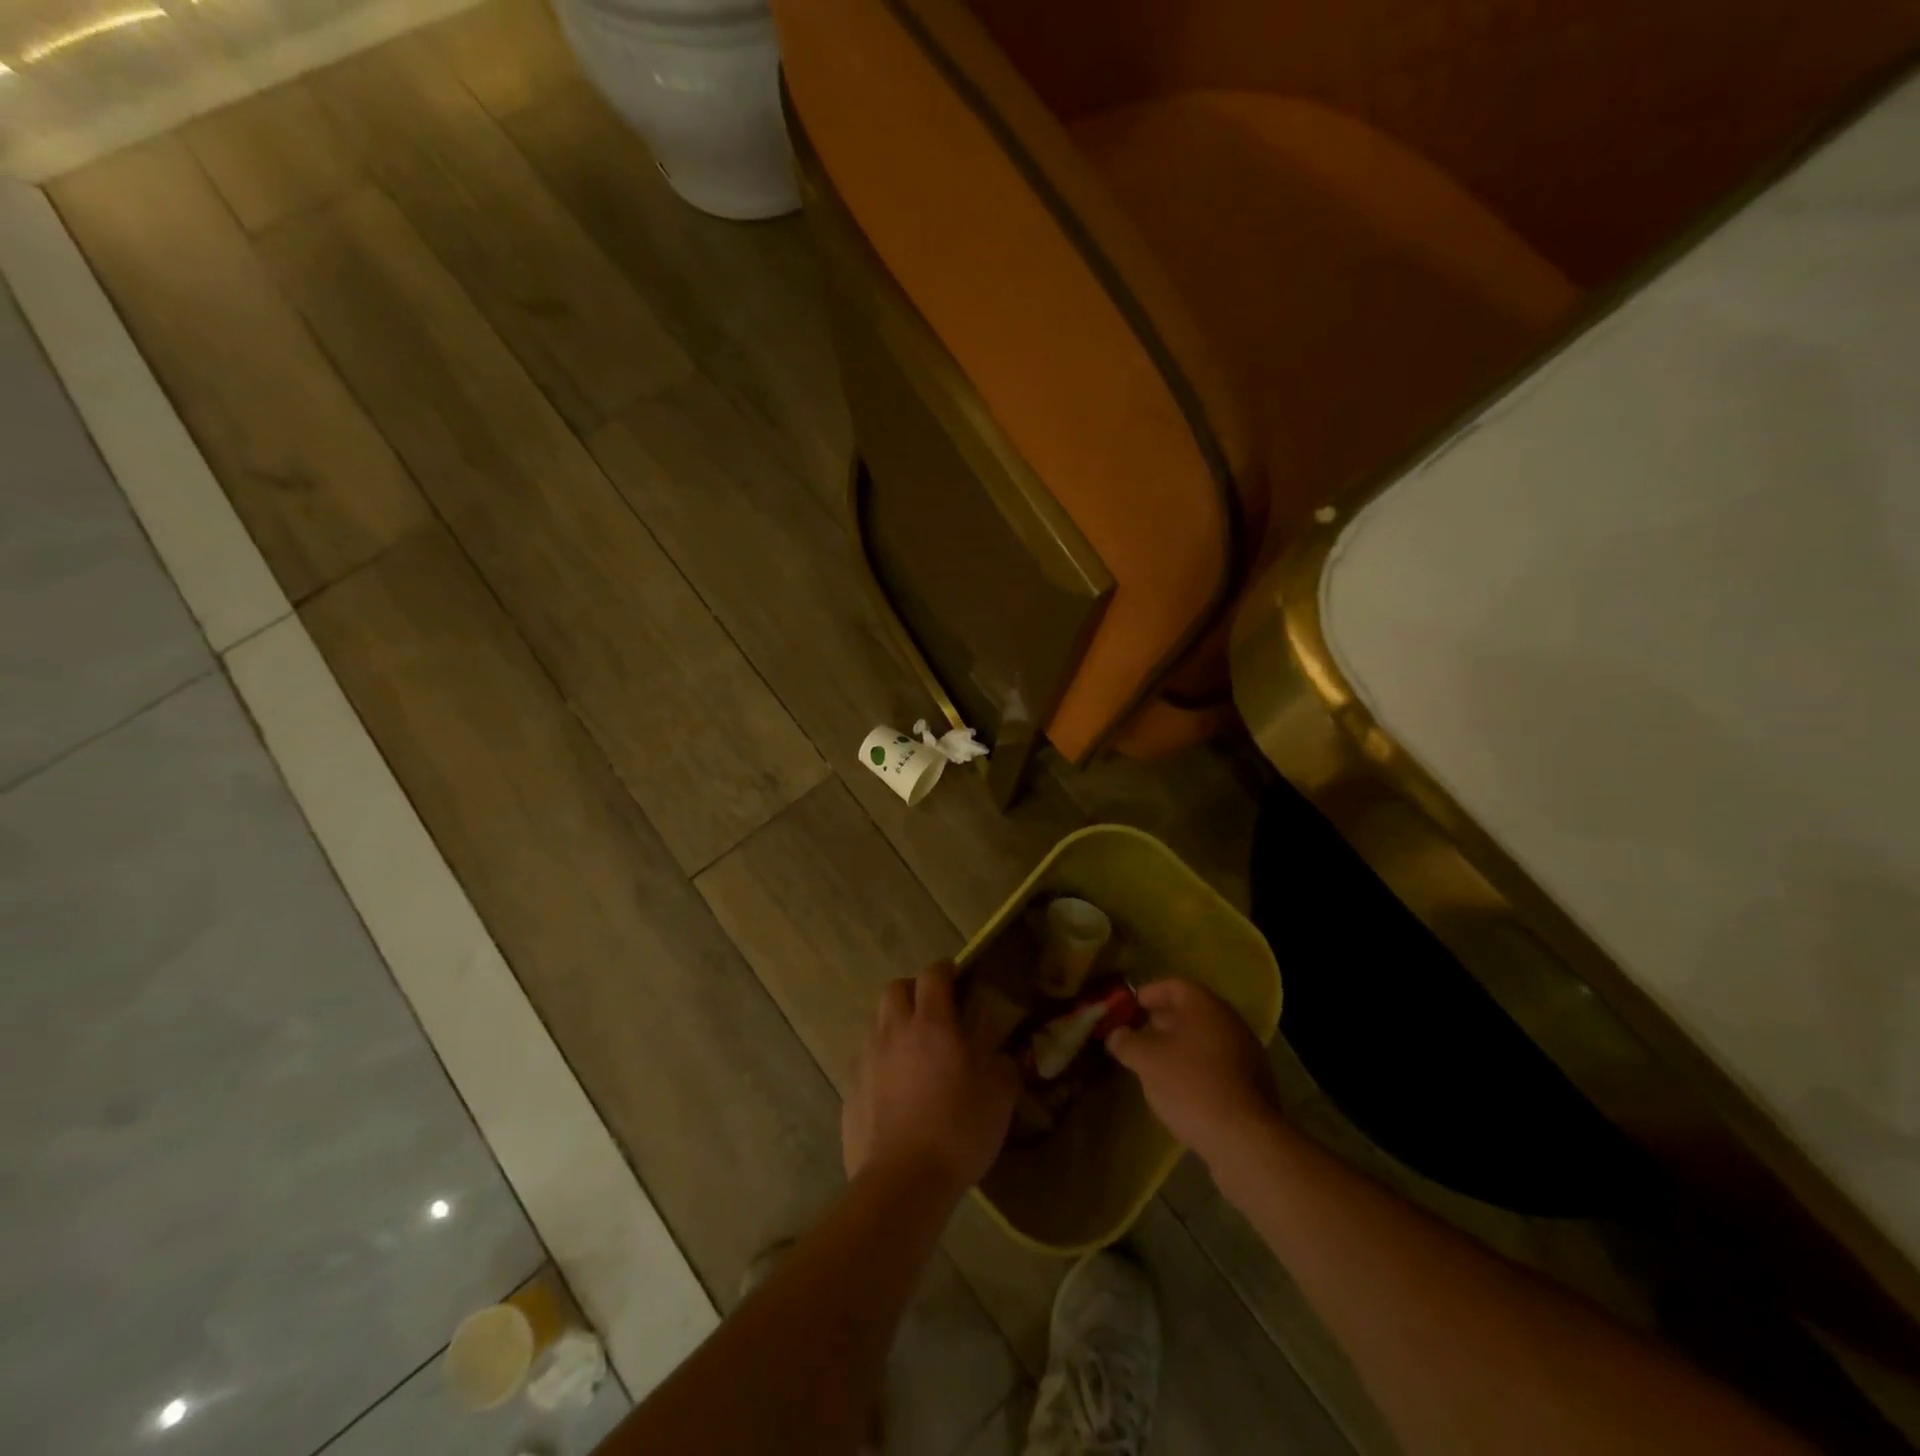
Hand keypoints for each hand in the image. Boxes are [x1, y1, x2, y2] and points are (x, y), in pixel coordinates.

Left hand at [843, 963, 1018, 1196]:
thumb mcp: (998, 1098)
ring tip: (914, 1052)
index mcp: (932, 1024)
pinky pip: (866, 1061)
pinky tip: (896, 1090)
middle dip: (913, 991)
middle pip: (894, 989)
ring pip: (877, 1023)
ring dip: (894, 1026)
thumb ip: (1002, 1068)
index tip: (957, 975)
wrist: (901, 1184)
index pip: (933, 975)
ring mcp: (867, 1060)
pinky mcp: (850, 1090)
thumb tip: (1001, 1059)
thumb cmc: (957, 1132)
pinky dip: (881, 1063)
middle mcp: (894, 1032)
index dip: (945, 969)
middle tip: (932, 1011)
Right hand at [1107, 979, 1281, 1163]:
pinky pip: (1219, 1062)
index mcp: (1206, 1006)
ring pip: (1207, 1038)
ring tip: (1157, 1061)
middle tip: (1140, 1031)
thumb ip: (1127, 1042)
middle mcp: (1230, 1022)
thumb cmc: (1191, 1086)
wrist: (1245, 1140)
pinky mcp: (1255, 1084)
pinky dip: (1198, 1065)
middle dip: (1165, 1019)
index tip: (1131, 1005)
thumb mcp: (1147, 1062)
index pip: (1175, 985)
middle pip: (1193, 1010)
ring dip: (1181, 1043)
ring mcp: (1247, 1053)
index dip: (1150, 992)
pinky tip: (1182, 1086)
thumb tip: (1116, 1034)